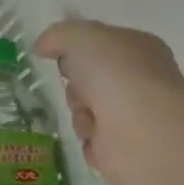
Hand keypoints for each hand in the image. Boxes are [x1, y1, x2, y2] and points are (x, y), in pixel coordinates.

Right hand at [34, 20, 183, 184]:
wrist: (141, 129)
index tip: (60, 57)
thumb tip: (42, 47)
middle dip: (74, 86)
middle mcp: (138, 81)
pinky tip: (98, 138)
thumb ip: (58, 35)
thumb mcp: (80, 37)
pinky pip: (89, 141)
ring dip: (79, 114)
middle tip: (78, 88)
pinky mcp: (124, 149)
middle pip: (86, 81)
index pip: (99, 46)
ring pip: (84, 111)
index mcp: (137, 49)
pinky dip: (88, 140)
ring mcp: (133, 116)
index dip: (76, 50)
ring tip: (92, 117)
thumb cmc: (116, 74)